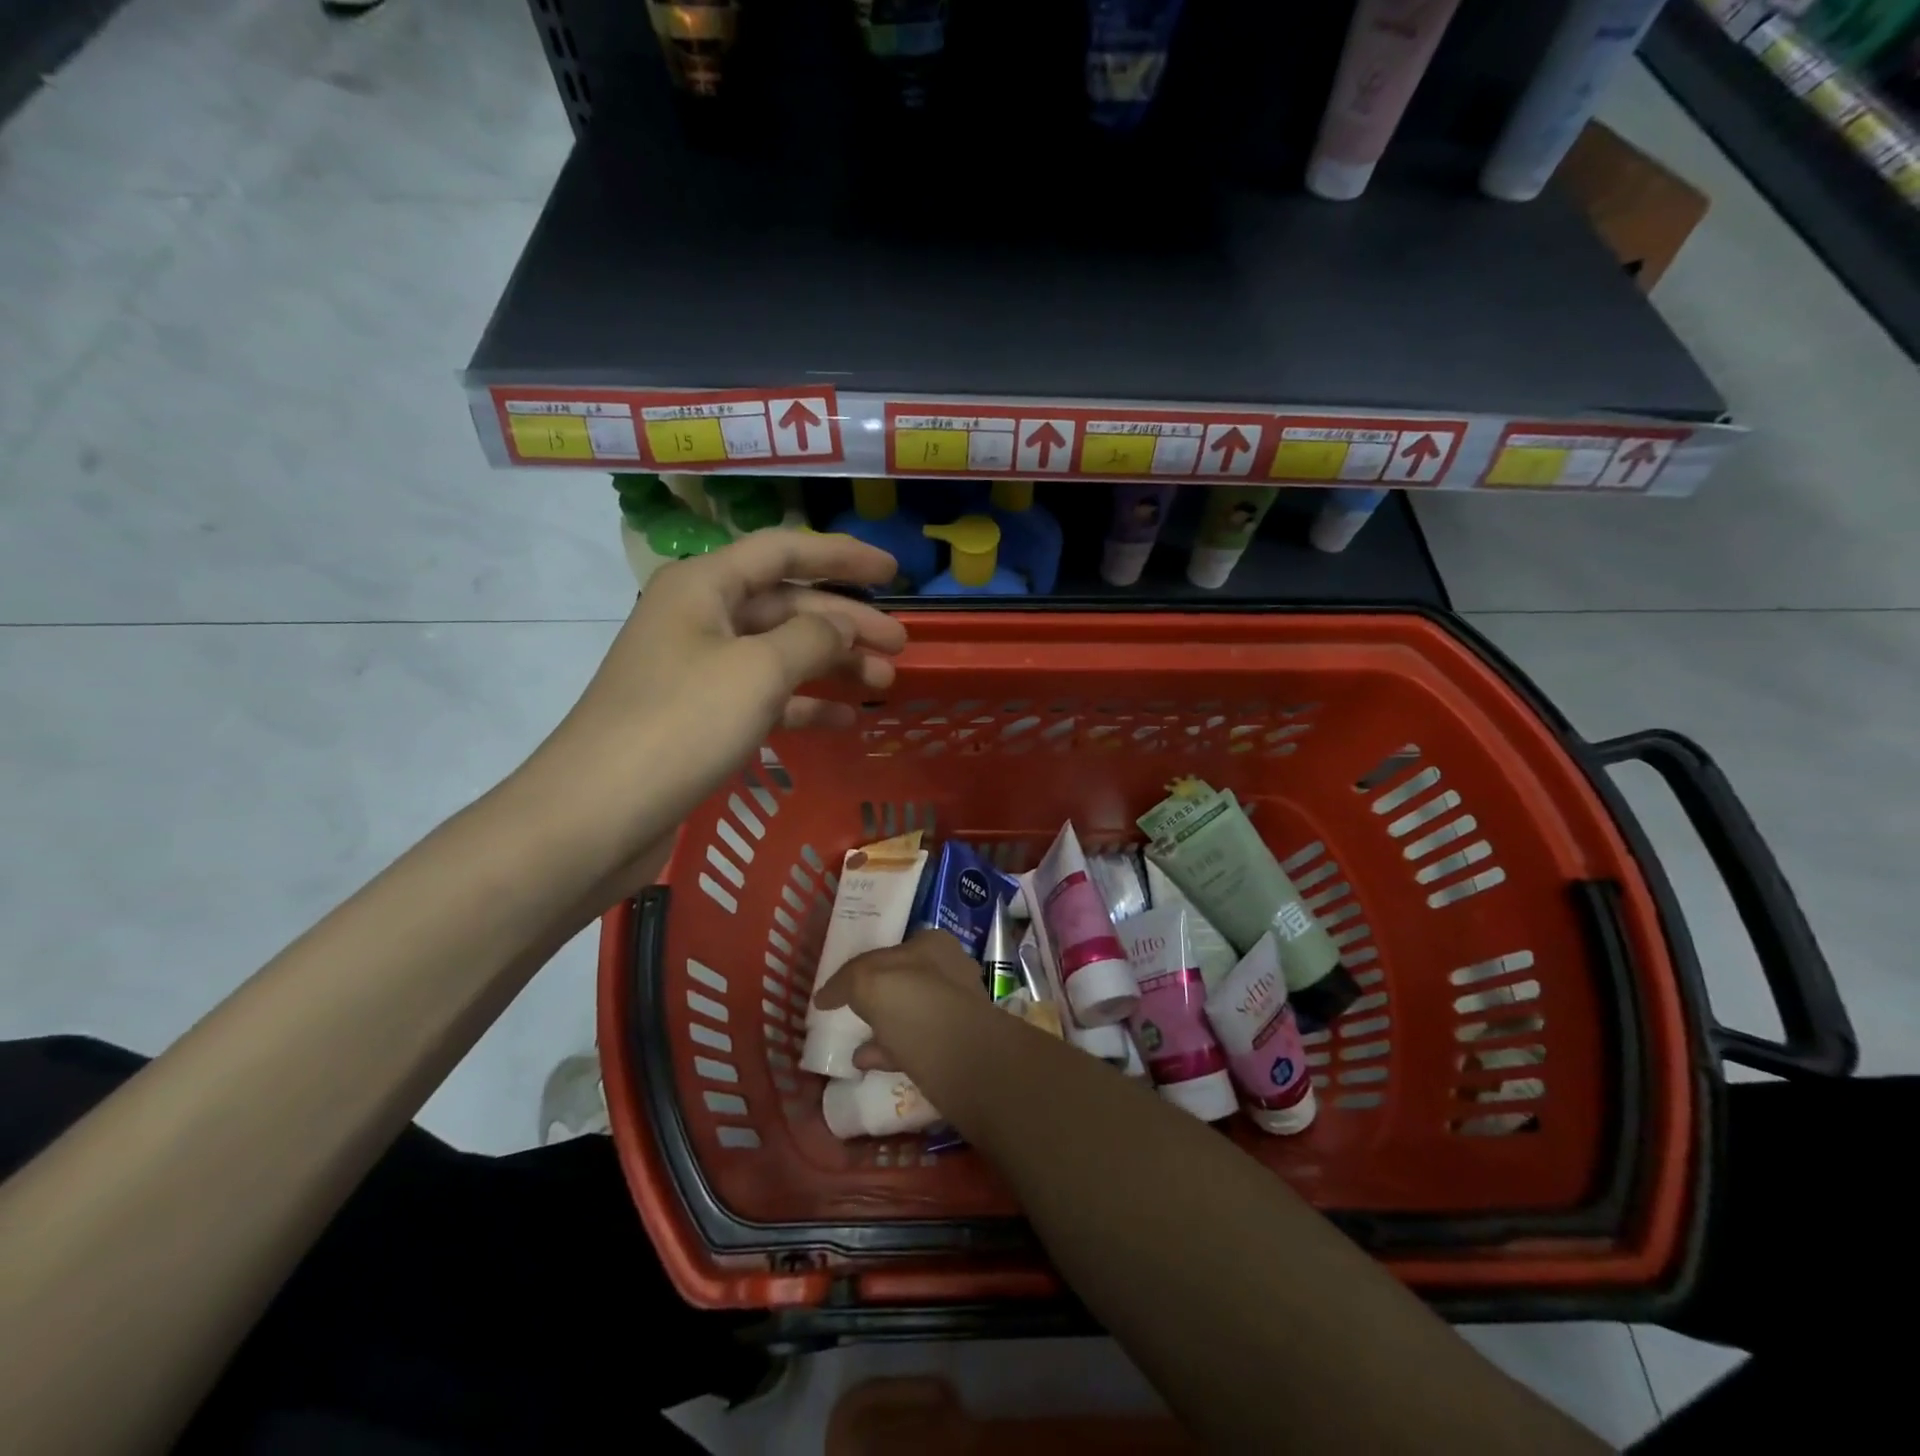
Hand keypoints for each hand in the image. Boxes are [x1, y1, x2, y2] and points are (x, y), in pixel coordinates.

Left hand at [535, 530, 906, 851]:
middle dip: (847, 623)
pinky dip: (804, 704)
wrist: (597, 814)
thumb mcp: (759, 670)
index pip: (785, 552)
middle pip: (787, 606)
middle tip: (900, 646)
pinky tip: (844, 720)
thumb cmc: (681, 724)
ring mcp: (698, 670)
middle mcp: (700, 618)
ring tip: (884, 684)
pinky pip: (764, 697)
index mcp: (705, 586)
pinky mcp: (700, 718)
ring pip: (780, 654)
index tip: (895, 570)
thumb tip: (842, 627)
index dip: (843, 556)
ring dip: (833, 665)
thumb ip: (813, 638)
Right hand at [813, 929, 989, 1072]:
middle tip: (851, 1009)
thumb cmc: (915, 1004)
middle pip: (905, 980)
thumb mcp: (868, 980)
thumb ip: (846, 981)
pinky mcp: (954, 1047)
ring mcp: (954, 1010)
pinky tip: (865, 1061)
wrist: (962, 1060)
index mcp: (934, 944)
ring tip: (853, 1040)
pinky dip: (889, 1052)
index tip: (847, 980)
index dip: (869, 961)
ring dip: (883, 1026)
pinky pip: (913, 1045)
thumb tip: (825, 996)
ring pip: (910, 1014)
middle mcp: (949, 972)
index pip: (895, 947)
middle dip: (878, 995)